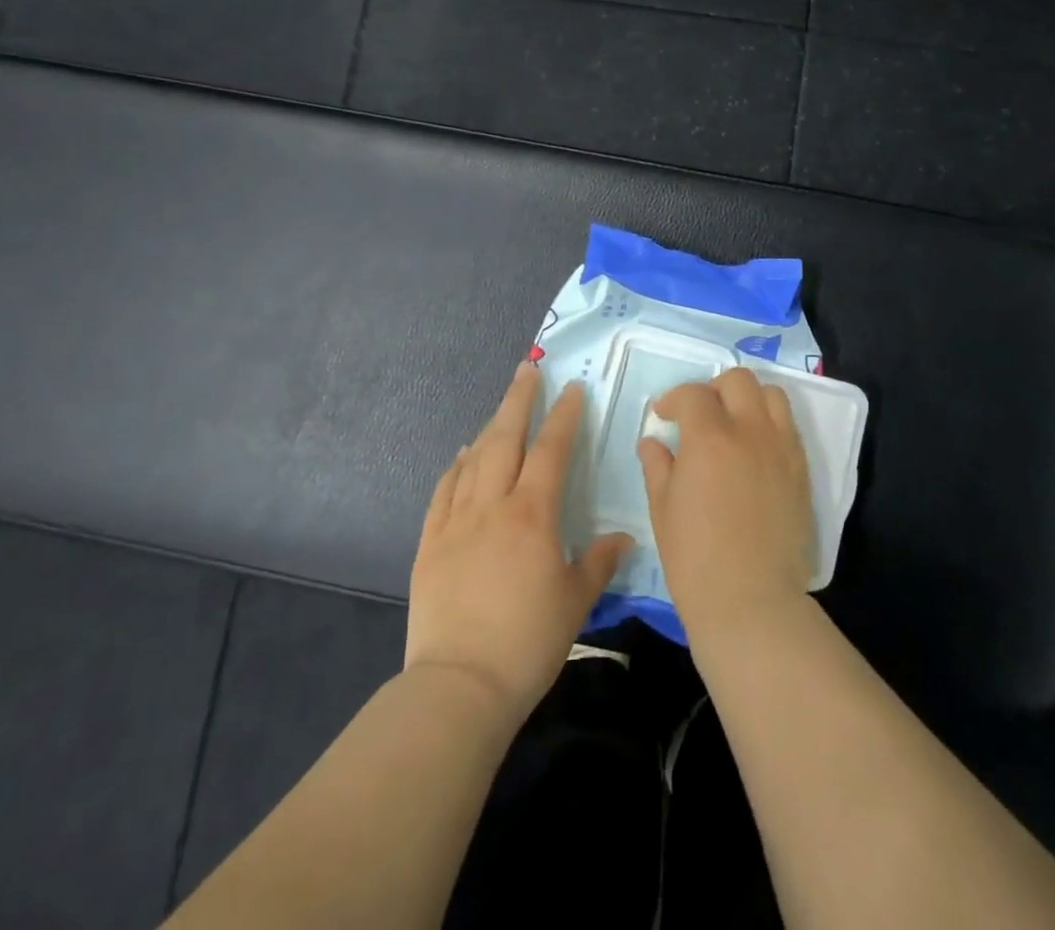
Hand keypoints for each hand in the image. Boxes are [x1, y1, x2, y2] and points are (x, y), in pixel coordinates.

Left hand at [407, 362, 631, 718]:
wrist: (459, 685)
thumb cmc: (527, 642)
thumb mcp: (575, 602)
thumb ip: (598, 563)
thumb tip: (623, 538)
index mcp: (532, 515)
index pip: (551, 451)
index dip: (563, 416)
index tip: (572, 388)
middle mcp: (493, 505)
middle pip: (505, 439)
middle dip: (518, 400)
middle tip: (528, 369)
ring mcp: (456, 522)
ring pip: (474, 459)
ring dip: (490, 427)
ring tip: (501, 408)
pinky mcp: (430, 544)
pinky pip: (444, 492)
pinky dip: (455, 467)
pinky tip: (462, 456)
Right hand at [638, 367, 814, 644]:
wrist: (751, 601)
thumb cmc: (695, 559)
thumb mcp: (663, 510)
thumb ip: (658, 467)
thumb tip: (653, 442)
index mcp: (710, 438)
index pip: (693, 394)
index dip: (674, 399)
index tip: (664, 416)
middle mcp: (751, 431)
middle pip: (739, 380)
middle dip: (714, 389)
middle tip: (700, 415)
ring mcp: (782, 449)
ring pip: (772, 395)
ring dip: (748, 399)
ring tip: (733, 424)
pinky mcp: (802, 471)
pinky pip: (789, 428)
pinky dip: (770, 424)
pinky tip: (754, 450)